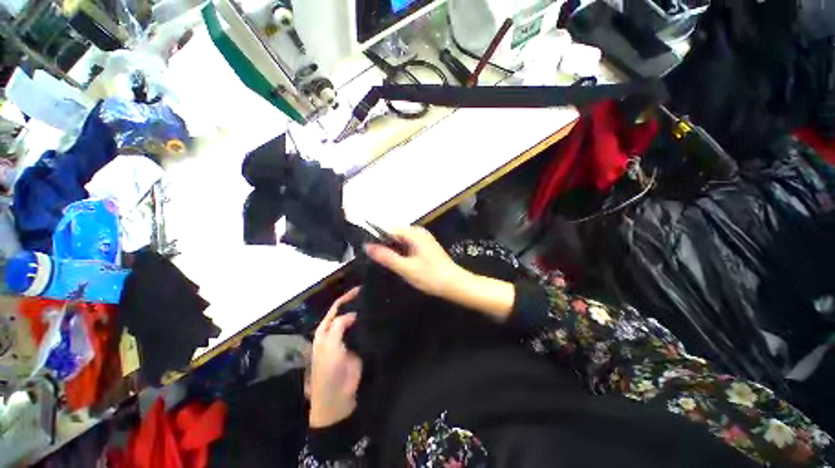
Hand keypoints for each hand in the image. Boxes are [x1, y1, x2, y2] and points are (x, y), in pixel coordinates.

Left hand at [309, 287, 362, 427]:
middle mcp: (336, 332)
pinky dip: (368, 325)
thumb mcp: (330, 346)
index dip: (346, 297)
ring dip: (363, 313)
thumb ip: (339, 326)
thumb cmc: (328, 371)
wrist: (337, 398)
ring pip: (355, 322)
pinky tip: (378, 318)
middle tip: (371, 293)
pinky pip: (363, 332)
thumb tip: (353, 313)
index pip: (336, 308)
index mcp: (325, 331)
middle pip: (346, 313)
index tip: (361, 288)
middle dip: (356, 303)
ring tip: (376, 302)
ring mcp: (347, 340)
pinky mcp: (358, 347)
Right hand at [364, 226, 466, 298]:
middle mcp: (418, 232)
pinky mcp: (425, 246)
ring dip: (392, 250)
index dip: (376, 238)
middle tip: (375, 260)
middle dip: (384, 245)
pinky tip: (398, 263)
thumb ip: (386, 256)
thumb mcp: (406, 268)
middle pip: (394, 234)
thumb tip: (367, 246)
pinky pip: (408, 245)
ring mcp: (423, 239)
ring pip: (401, 240)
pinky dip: (401, 252)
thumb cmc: (431, 276)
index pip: (388, 229)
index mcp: (413, 233)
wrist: (455, 284)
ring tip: (385, 263)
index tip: (366, 251)